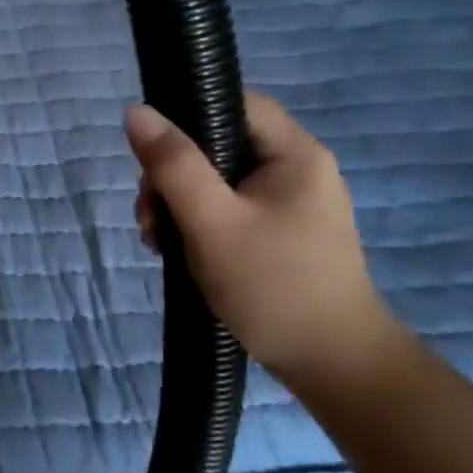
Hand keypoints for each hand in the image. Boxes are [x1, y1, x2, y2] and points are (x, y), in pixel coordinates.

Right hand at [125, 94, 399, 392]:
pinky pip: (226, 206)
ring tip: (156, 239)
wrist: (336, 371)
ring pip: (215, 178)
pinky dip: (196, 221)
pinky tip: (175, 249)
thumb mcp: (212, 222)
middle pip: (216, 142)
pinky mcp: (280, 231)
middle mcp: (296, 167)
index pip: (232, 101)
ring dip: (177, 202)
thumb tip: (136, 110)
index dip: (185, 113)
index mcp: (293, 152)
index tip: (152, 152)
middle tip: (149, 214)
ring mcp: (289, 202)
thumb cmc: (274, 286)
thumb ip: (172, 164)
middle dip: (171, 173)